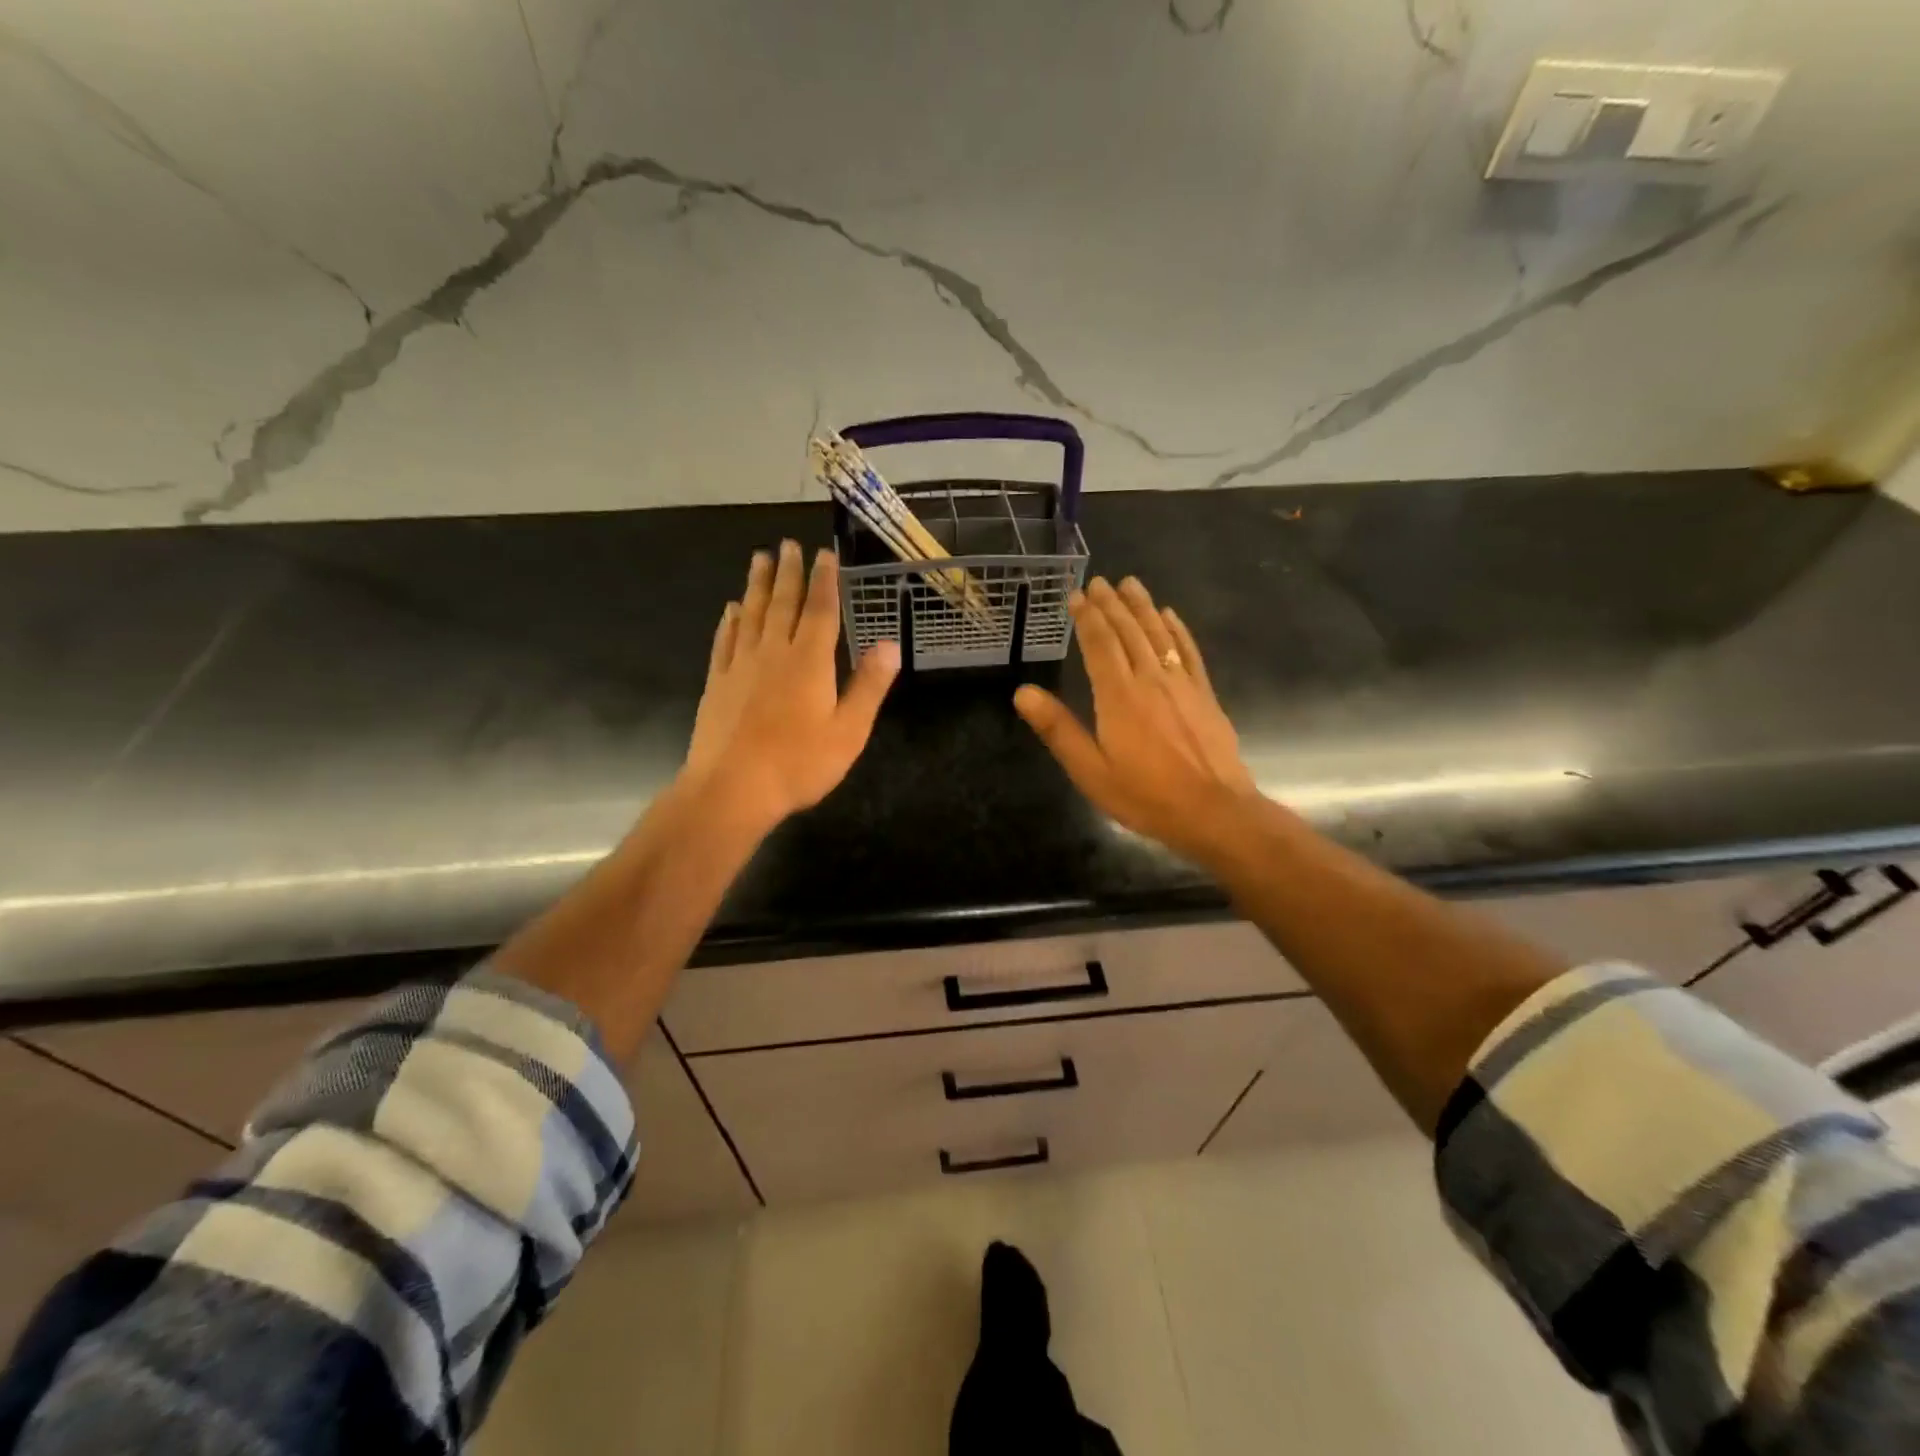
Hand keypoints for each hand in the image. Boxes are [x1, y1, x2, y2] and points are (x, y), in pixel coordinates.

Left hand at [682, 540, 900, 833]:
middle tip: (787, 543)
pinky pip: (724, 641)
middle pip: (782, 603)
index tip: (824, 553)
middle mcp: (773, 653)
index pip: (820, 610)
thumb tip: (890, 644)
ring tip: (759, 559)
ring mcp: (740, 666)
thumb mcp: (849, 730)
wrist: (732, 789)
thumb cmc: (798, 763)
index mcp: (809, 662)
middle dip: (788, 572)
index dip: (824, 580)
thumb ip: (869, 686)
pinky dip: (730, 621)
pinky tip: (731, 610)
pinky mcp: (717, 683)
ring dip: (757, 585)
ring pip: (751, 614)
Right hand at [1014, 576, 1258, 864]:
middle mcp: (1150, 679)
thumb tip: (1023, 692)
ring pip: (1158, 634)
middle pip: (1129, 632)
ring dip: (1143, 607)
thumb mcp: (1090, 771)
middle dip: (1112, 605)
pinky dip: (1177, 630)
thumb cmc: (1145, 795)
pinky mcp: (1204, 694)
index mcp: (1119, 696)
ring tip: (1130, 584)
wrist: (1213, 811)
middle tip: (1099, 581)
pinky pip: (1188, 652)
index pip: (1099, 644)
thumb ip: (1058, 730)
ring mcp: (1182, 684)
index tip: (1076, 595)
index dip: (1087, 618)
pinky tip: (1171, 616)